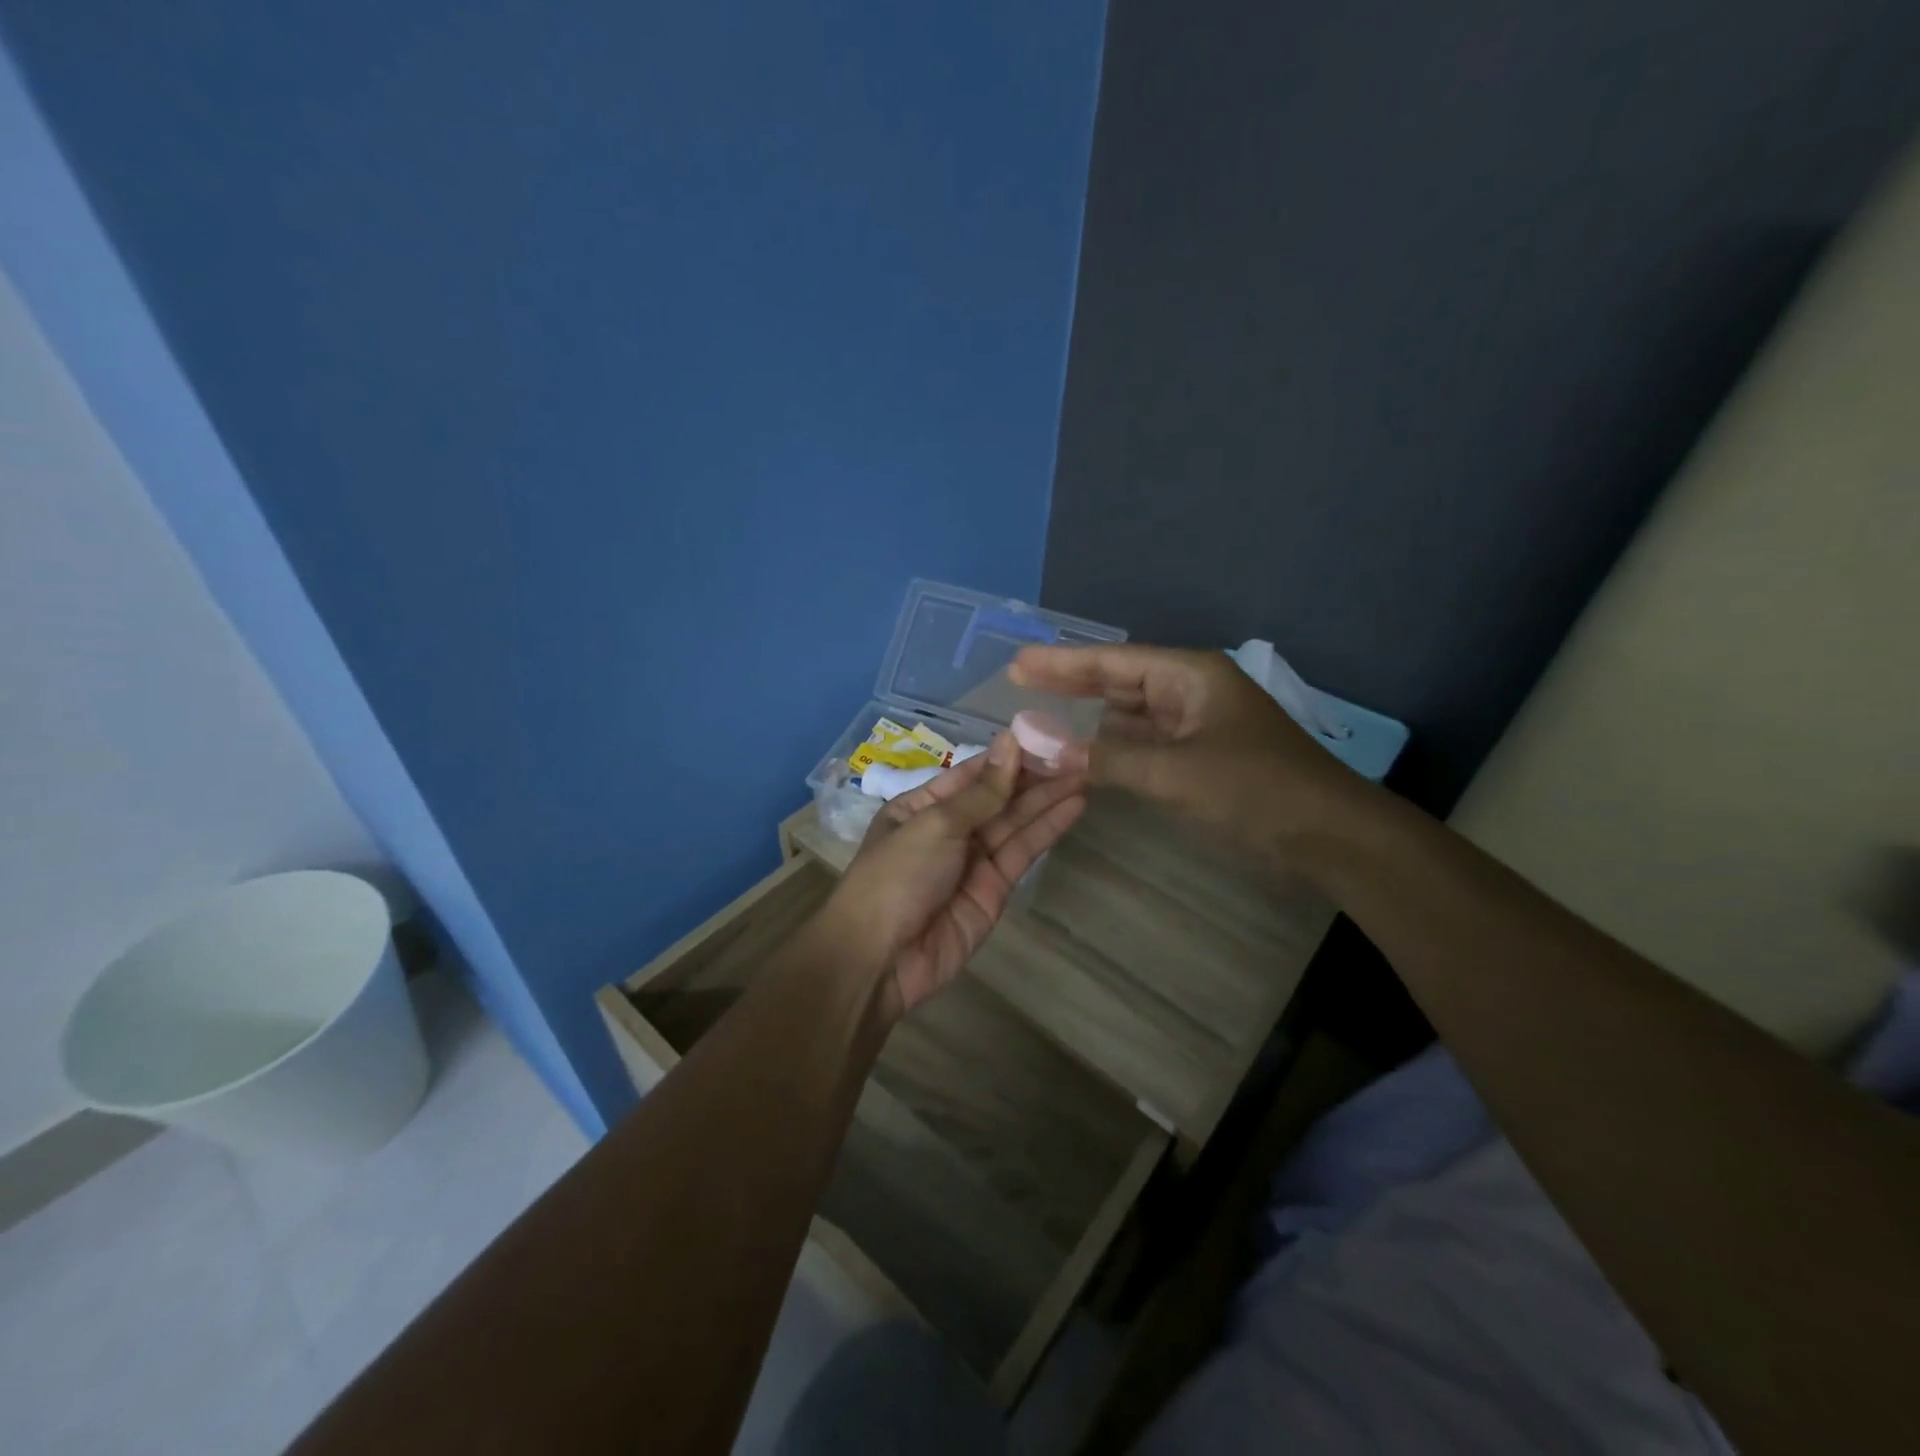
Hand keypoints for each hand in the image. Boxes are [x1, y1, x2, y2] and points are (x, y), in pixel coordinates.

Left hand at [823, 732, 1086, 1019]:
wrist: (881, 959)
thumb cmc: (897, 876)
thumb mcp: (936, 824)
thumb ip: (982, 791)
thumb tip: (1010, 740)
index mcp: (922, 806)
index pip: (972, 773)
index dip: (1008, 756)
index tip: (1047, 736)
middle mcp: (949, 829)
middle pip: (998, 796)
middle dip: (1035, 776)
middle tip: (1079, 752)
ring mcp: (973, 860)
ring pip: (1016, 821)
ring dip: (1049, 798)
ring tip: (1087, 771)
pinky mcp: (995, 889)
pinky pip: (1023, 851)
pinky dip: (1048, 829)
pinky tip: (1074, 805)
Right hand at [1009, 643, 1364, 861]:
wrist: (1327, 832)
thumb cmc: (1254, 789)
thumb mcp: (1173, 772)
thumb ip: (1105, 758)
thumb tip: (1043, 747)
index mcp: (1190, 675)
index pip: (1114, 662)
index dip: (1063, 663)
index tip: (1018, 663)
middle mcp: (1191, 690)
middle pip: (1120, 681)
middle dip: (1071, 684)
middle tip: (1018, 683)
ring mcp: (1197, 723)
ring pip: (1131, 713)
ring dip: (1089, 717)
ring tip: (1041, 715)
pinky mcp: (1200, 755)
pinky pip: (1145, 742)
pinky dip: (1113, 746)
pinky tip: (1084, 750)